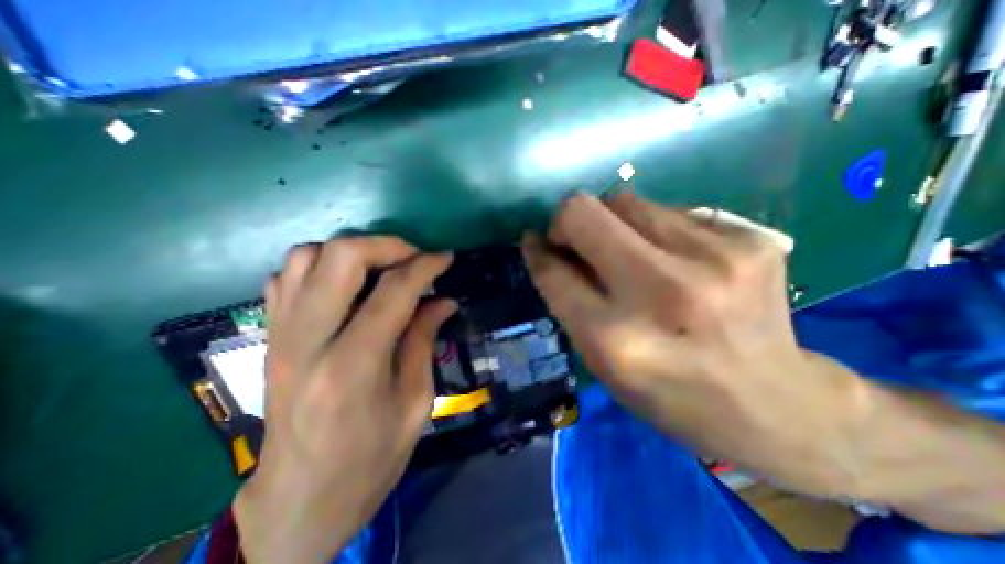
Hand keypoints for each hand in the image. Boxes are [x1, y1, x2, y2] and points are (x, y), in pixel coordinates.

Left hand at [234, 236, 453, 563]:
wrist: (299, 501)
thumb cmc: (370, 460)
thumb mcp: (415, 403)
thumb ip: (424, 341)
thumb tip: (444, 300)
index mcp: (353, 367)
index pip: (394, 291)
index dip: (425, 266)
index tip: (445, 257)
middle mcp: (308, 341)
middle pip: (341, 257)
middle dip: (386, 246)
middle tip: (414, 258)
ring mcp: (280, 335)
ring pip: (307, 256)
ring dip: (352, 252)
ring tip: (382, 269)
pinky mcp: (269, 337)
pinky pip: (286, 276)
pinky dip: (321, 266)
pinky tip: (347, 285)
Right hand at [526, 195, 862, 493]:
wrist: (775, 404)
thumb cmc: (669, 393)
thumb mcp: (602, 362)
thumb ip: (569, 301)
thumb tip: (546, 249)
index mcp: (616, 339)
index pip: (554, 271)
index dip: (538, 251)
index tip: (536, 242)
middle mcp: (663, 292)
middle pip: (584, 212)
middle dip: (567, 222)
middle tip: (578, 242)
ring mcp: (715, 259)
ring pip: (626, 201)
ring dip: (612, 223)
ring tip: (629, 254)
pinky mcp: (750, 238)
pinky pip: (669, 210)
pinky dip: (654, 229)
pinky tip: (673, 259)